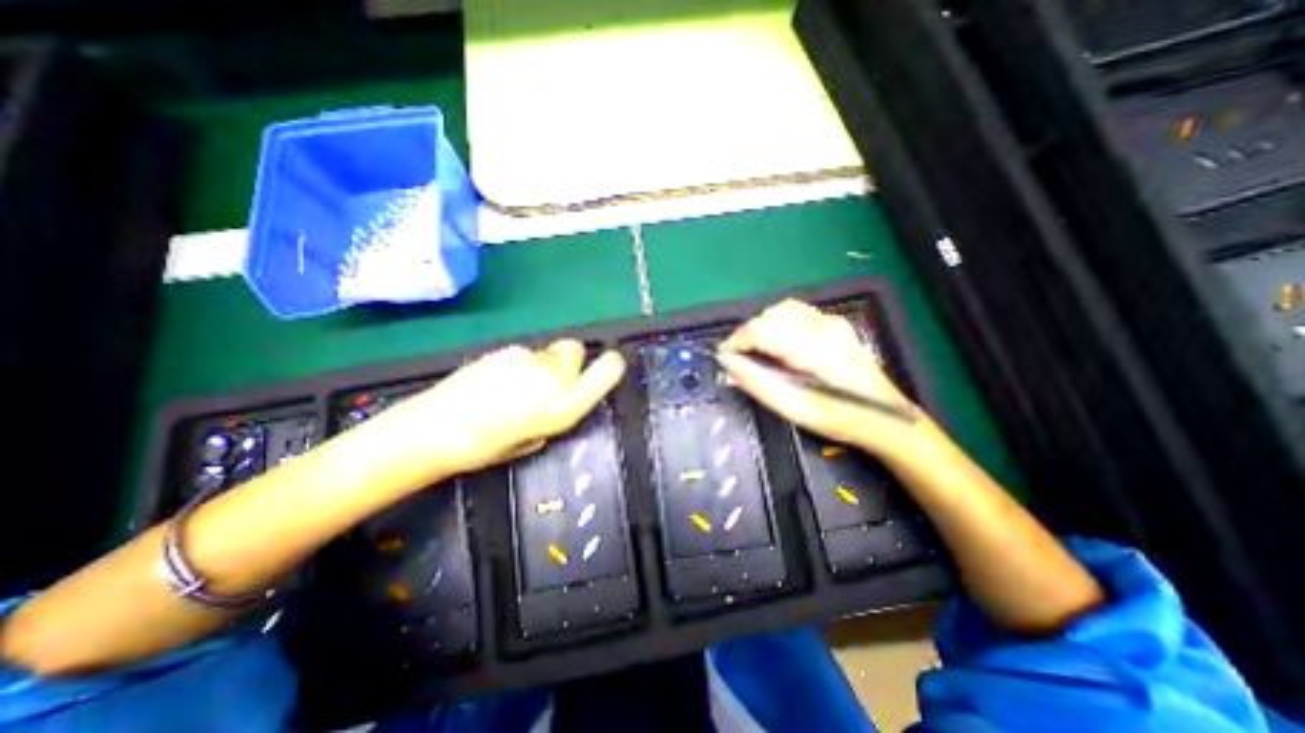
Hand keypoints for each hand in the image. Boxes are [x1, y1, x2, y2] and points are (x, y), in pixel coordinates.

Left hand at [362, 341, 627, 483]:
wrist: (436, 429)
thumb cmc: (489, 446)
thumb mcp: (537, 438)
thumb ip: (557, 412)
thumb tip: (560, 397)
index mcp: (568, 402)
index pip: (610, 367)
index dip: (612, 364)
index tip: (607, 367)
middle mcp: (555, 375)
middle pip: (576, 349)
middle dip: (568, 362)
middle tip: (549, 382)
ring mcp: (529, 358)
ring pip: (548, 351)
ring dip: (541, 364)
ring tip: (515, 387)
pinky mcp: (505, 349)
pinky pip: (523, 353)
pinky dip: (517, 364)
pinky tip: (496, 382)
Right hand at [719, 299, 931, 464]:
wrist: (887, 418)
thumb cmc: (840, 420)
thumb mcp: (796, 410)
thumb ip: (758, 383)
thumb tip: (728, 363)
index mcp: (815, 348)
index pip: (762, 329)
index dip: (736, 341)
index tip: (723, 358)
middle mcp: (823, 326)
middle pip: (770, 316)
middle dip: (747, 334)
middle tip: (738, 358)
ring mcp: (832, 321)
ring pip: (781, 310)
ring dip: (761, 326)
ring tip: (754, 350)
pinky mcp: (835, 323)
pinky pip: (795, 312)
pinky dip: (777, 322)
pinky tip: (776, 342)